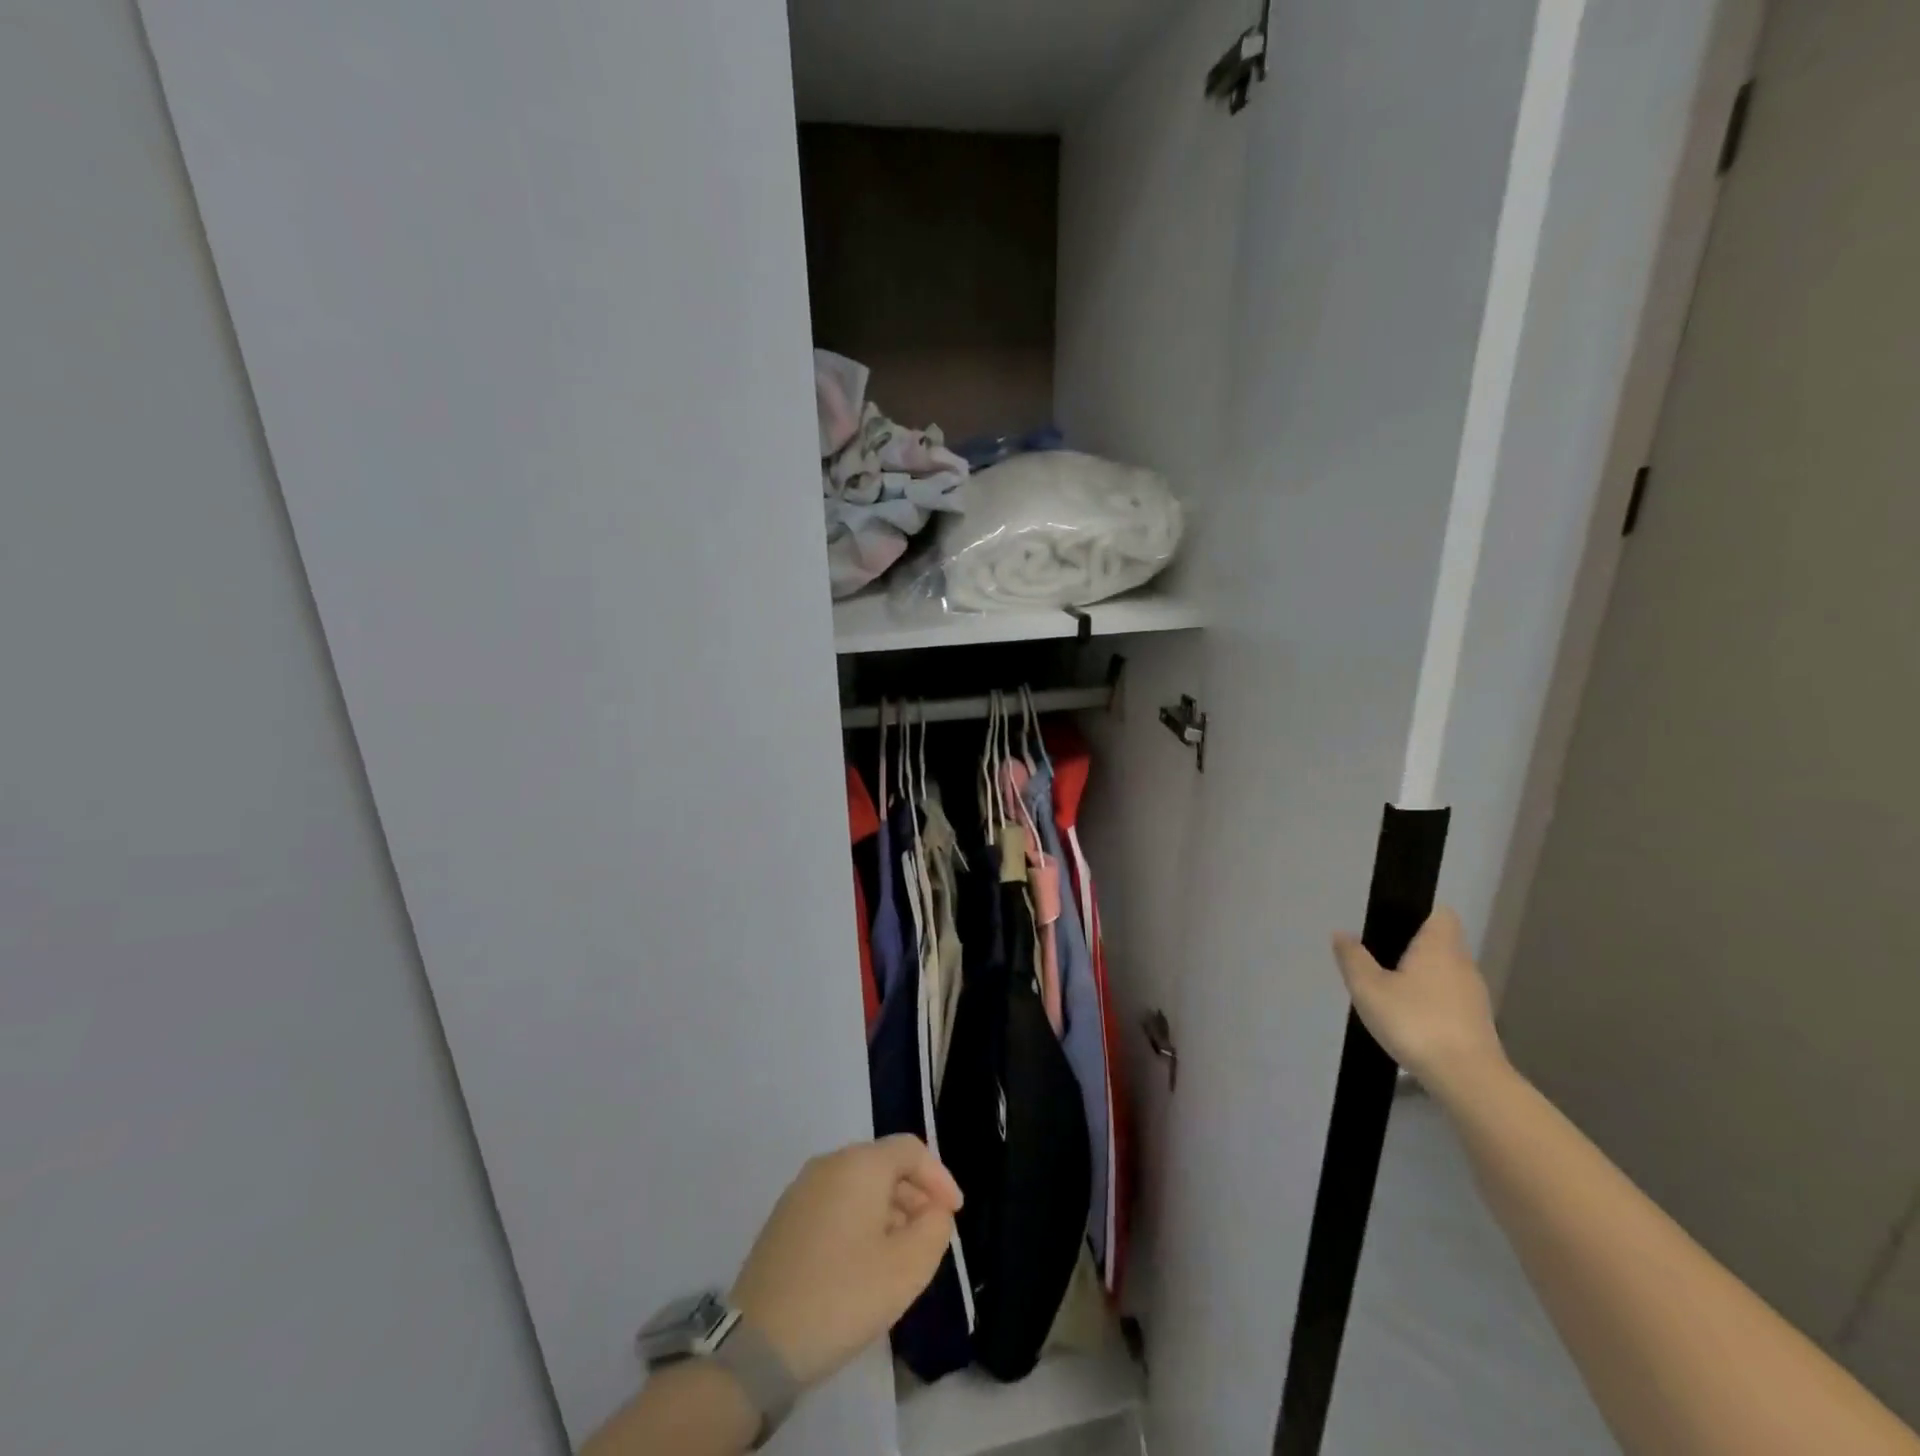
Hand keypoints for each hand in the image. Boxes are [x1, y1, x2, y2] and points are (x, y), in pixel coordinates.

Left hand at [729, 1135, 961, 1388]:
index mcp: (859, 1164)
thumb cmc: (841, 1296)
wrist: (758, 1344)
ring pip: (858, 1186)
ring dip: (887, 1212)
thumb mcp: (906, 1268)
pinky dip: (859, 1222)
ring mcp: (801, 1190)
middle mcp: (829, 1164)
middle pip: (883, 1165)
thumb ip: (934, 1229)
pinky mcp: (784, 1218)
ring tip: (899, 1256)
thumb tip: (933, 1212)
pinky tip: (862, 1264)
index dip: (939, 1178)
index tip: (955, 1214)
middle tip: (930, 1237)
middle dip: (914, 1196)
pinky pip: (835, 1204)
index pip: (911, 1150)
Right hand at [1332, 906, 1507, 1098]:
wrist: (1468, 1079)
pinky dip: (1431, 1001)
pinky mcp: (1477, 1022)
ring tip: (1390, 992)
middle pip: (1440, 942)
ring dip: (1422, 976)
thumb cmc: (1415, 1022)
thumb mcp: (1369, 988)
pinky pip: (1450, 997)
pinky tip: (1410, 1019)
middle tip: (1379, 960)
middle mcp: (1462, 963)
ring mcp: (1474, 995)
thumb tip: (1342, 934)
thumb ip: (1353, 958)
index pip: (1440, 913)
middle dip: (1413, 947)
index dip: (1418, 913)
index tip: (1392, 925)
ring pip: (1444, 971)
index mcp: (1439, 946)